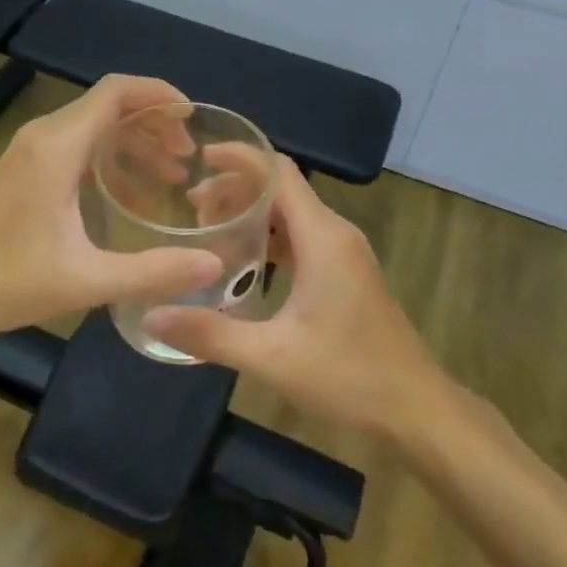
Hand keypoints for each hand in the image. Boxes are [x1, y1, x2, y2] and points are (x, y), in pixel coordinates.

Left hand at [0, 75, 222, 349]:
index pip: (116, 92)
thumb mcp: (87, 280)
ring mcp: (31, 152)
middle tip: (188, 159)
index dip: (159, 94)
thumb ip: (153, 271)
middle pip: (109, 106)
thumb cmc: (7, 283)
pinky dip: (111, 160)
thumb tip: (214, 264)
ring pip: (94, 127)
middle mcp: (44, 137)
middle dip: (154, 123)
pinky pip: (78, 148)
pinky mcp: (25, 170)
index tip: (193, 120)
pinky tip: (131, 198)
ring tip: (171, 177)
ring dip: (134, 143)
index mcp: (58, 147)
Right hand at [143, 162, 445, 438]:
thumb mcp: (271, 357)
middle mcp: (335, 234)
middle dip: (236, 189)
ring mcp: (344, 254)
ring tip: (208, 230)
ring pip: (292, 215)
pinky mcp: (346, 274)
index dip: (240, 158)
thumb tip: (150, 315)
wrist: (415, 409)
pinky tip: (243, 262)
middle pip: (282, 190)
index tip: (200, 158)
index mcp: (322, 238)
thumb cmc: (349, 376)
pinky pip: (302, 238)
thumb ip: (209, 334)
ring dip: (253, 214)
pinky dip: (270, 238)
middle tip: (191, 207)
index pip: (279, 173)